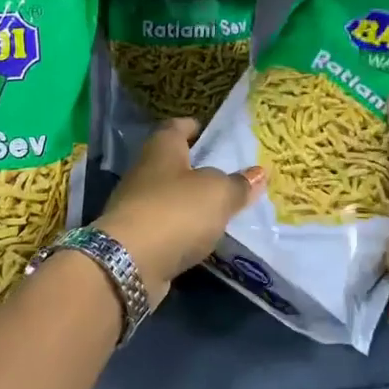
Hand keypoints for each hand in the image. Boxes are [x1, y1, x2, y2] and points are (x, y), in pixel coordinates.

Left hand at [96, 118, 264, 305]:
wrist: (130, 262)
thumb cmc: (176, 211)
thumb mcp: (218, 193)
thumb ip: (238, 184)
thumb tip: (258, 173)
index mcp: (161, 149)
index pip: (175, 127)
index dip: (193, 126)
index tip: (212, 131)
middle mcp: (144, 172)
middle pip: (172, 163)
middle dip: (196, 167)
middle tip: (228, 173)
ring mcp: (136, 206)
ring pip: (169, 196)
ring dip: (190, 201)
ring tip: (221, 207)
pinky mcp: (136, 237)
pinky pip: (166, 226)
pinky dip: (182, 229)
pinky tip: (202, 237)